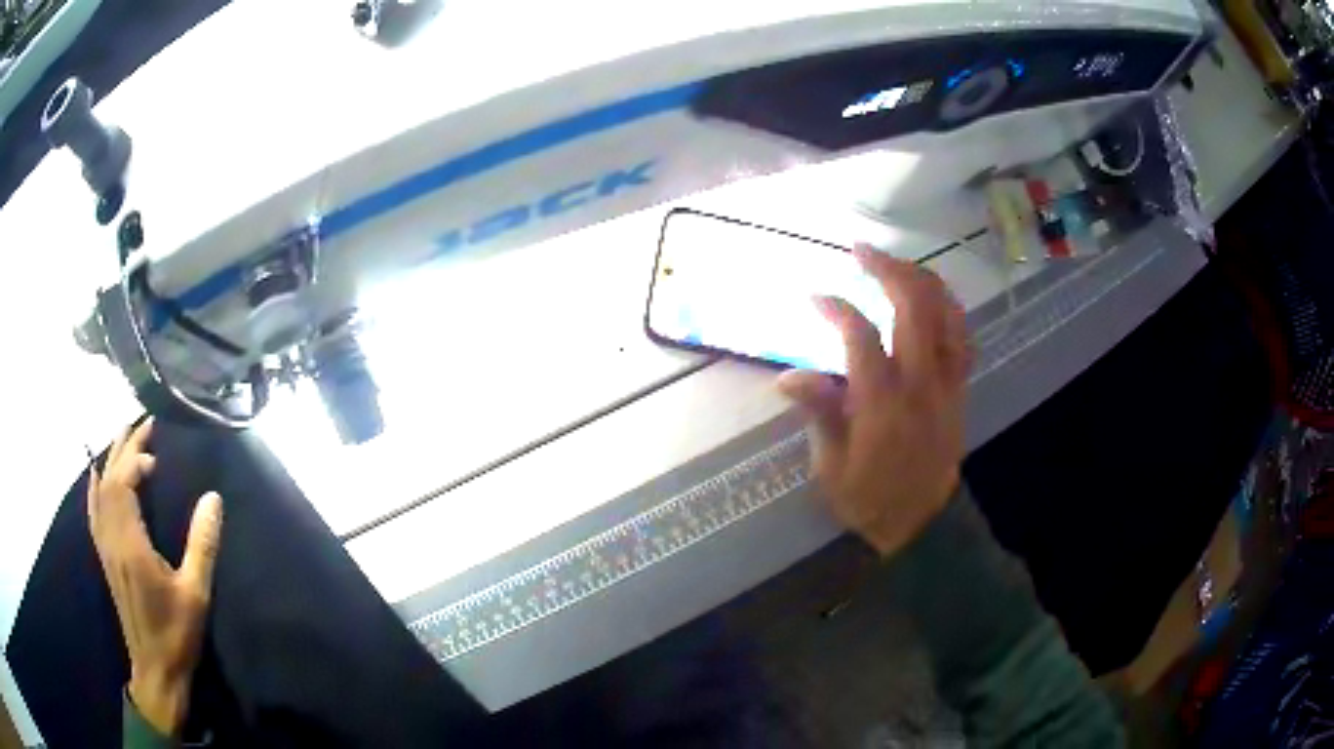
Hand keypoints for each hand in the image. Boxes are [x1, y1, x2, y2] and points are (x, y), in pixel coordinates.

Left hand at [87, 417, 223, 735]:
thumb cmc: (176, 633)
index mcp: (131, 545)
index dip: (135, 458)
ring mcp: (105, 548)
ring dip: (110, 461)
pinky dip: (95, 487)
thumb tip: (213, 497)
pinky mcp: (105, 557)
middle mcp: (112, 539)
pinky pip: (93, 511)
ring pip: (99, 492)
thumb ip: (202, 544)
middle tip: (141, 424)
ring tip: (122, 437)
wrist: (155, 669)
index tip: (156, 449)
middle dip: (123, 448)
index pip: (123, 483)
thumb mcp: (196, 593)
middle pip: (109, 480)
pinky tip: (96, 477)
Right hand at [778, 246, 968, 557]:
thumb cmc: (869, 500)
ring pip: (946, 314)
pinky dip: (949, 308)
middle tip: (860, 251)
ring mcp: (947, 383)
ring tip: (896, 263)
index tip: (815, 297)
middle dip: (886, 270)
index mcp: (882, 404)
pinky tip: (932, 297)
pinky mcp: (960, 389)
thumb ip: (818, 414)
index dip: (837, 309)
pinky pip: (963, 337)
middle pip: (913, 308)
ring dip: (922, 279)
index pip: (861, 337)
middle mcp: (920, 383)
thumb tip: (788, 377)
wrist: (922, 524)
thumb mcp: (831, 467)